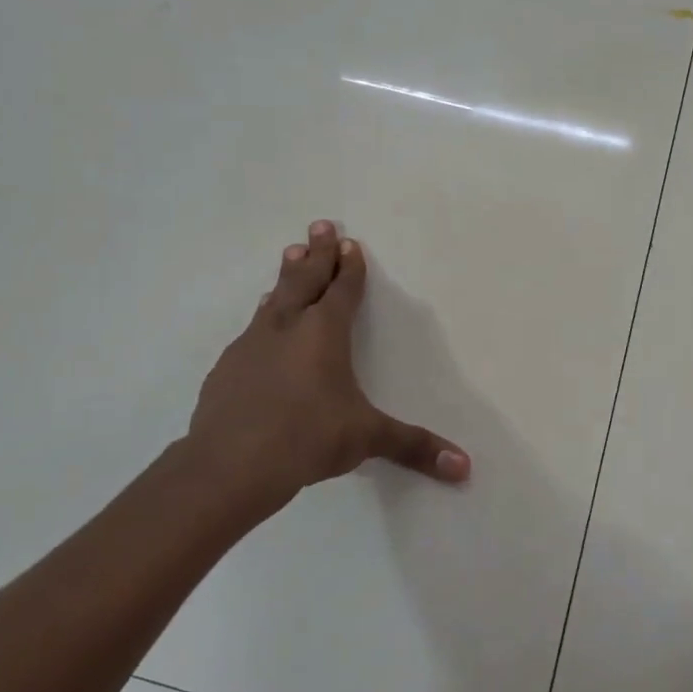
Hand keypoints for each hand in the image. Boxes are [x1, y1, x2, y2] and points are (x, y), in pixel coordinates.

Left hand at [179, 222, 469, 525]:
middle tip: (318, 224)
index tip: (348, 242)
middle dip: (315, 253)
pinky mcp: (227, 369)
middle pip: (304, 280)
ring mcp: (251, 345)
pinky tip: (260, 327)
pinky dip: (263, 318)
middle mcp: (287, 328)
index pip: (342, 290)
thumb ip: (415, 447)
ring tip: (289, 255)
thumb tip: (465, 467)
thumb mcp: (367, 439)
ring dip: (285, 277)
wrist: (228, 465)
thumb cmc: (307, 439)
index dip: (348, 267)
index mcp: (324, 334)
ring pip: (274, 300)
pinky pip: (251, 331)